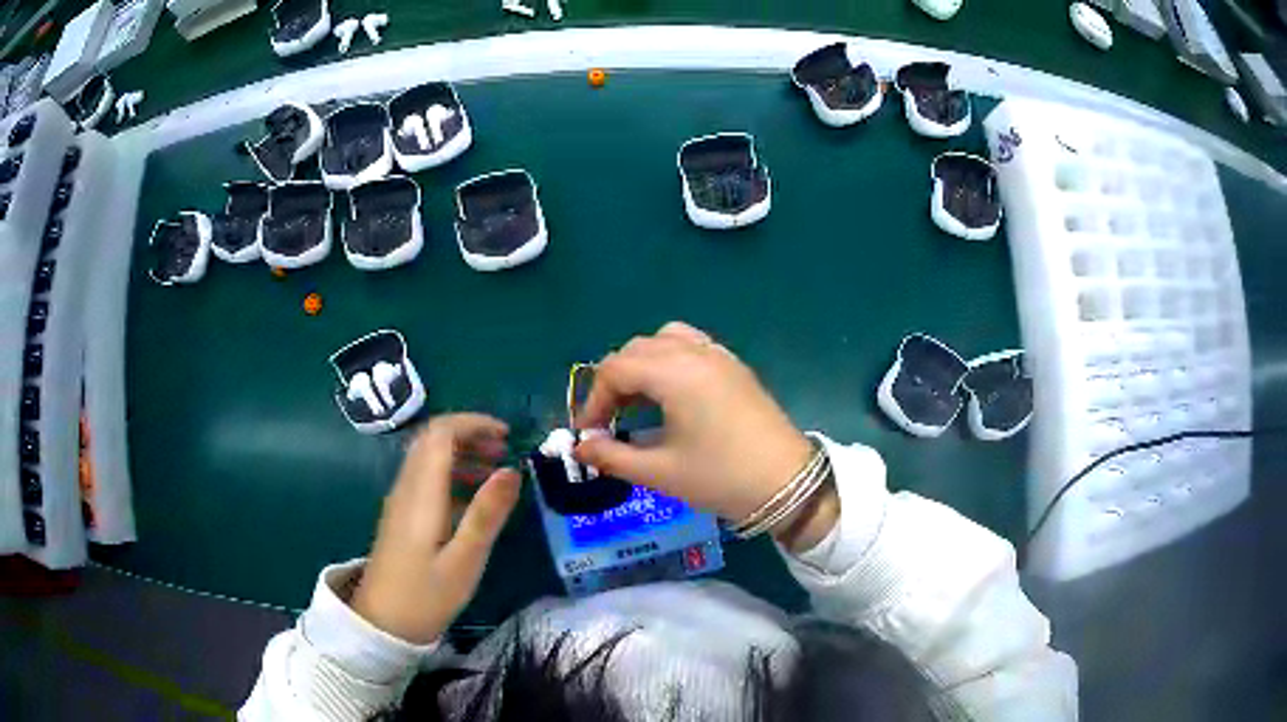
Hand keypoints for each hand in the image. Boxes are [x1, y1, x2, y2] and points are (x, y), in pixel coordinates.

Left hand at [352, 414, 520, 644]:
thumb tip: (512, 470)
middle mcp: (407, 487)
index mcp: (422, 492)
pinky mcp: (402, 516)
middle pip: (433, 439)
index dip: (473, 423)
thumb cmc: (426, 595)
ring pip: (428, 458)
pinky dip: (453, 474)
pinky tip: (473, 500)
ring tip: (496, 471)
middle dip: (470, 434)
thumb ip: (487, 513)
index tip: (507, 435)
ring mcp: (401, 501)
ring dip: (462, 453)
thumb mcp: (465, 559)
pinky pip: (426, 479)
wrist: (383, 623)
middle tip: (505, 451)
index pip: (441, 432)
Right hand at [574, 322, 838, 551]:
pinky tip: (671, 395)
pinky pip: (691, 345)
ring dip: (641, 365)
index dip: (593, 401)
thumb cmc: (721, 477)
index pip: (614, 370)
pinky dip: (669, 360)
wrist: (788, 483)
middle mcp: (694, 352)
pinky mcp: (735, 366)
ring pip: (664, 340)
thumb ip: (612, 456)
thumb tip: (580, 448)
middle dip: (613, 382)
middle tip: (609, 421)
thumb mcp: (660, 472)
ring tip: (637, 402)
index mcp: (674, 373)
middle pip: (636, 349)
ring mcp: (718, 355)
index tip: (589, 435)